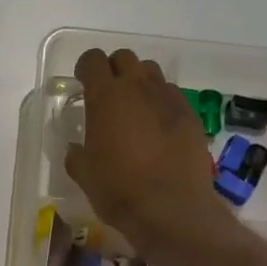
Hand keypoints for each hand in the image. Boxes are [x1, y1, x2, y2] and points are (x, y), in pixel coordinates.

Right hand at [65, 47, 230, 252]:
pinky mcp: (190, 115)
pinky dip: (161, 103)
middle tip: (108, 96)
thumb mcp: (85, 175)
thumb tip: (76, 149)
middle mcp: (138, 88)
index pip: (93, 60)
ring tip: (135, 109)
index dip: (85, 69)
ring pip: (151, 72)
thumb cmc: (120, 190)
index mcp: (106, 97)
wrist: (172, 208)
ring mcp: (168, 99)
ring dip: (139, 83)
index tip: (83, 85)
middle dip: (114, 70)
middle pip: (125, 58)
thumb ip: (77, 155)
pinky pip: (171, 95)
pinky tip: (158, 129)